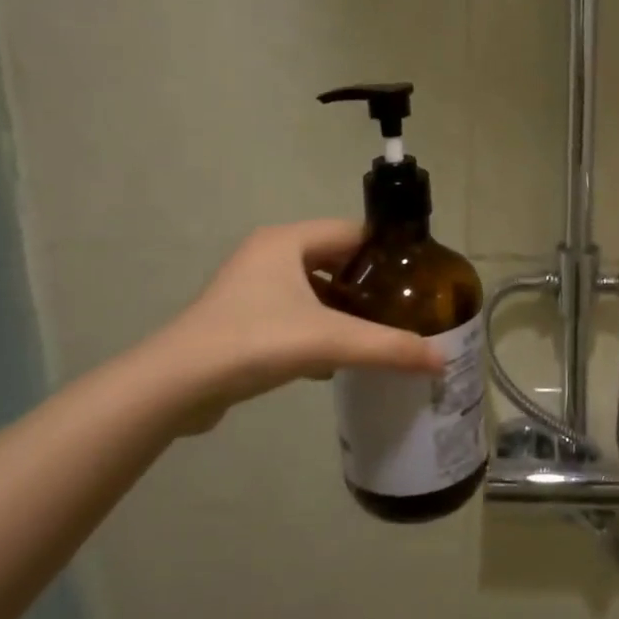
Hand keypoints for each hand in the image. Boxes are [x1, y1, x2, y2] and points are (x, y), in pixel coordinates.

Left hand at [147, 220, 443, 432]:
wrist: (175, 387)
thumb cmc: (254, 342)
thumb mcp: (330, 341)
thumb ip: (389, 348)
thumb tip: (443, 360)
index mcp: (286, 241)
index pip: (352, 232)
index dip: (387, 252)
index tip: (418, 277)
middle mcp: (267, 255)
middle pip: (334, 259)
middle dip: (368, 283)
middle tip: (403, 307)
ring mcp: (250, 288)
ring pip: (313, 289)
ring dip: (343, 308)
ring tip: (378, 331)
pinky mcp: (241, 319)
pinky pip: (293, 314)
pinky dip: (318, 329)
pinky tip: (337, 358)